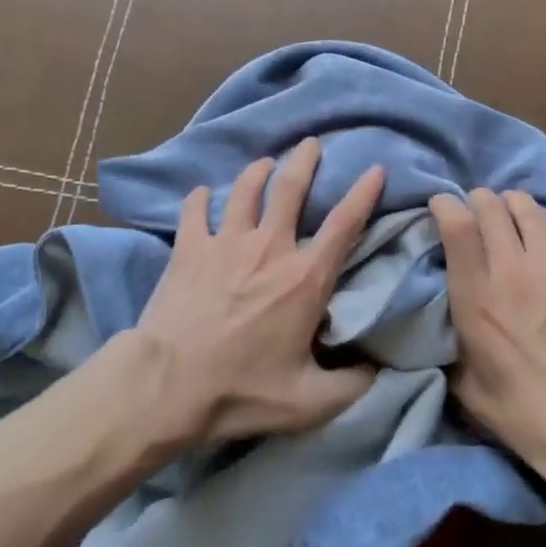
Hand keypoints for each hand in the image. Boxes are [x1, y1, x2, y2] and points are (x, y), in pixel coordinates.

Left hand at [133, 139, 384, 444]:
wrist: (168, 385)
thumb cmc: (241, 390)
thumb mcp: (309, 402)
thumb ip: (352, 385)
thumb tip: (378, 370)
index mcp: (305, 278)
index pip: (344, 224)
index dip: (364, 193)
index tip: (375, 169)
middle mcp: (269, 247)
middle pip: (290, 188)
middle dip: (305, 160)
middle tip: (311, 143)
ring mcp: (225, 242)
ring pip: (245, 189)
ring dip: (258, 171)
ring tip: (265, 163)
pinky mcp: (189, 247)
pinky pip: (194, 209)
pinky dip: (199, 198)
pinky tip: (201, 194)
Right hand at [430, 188, 545, 488]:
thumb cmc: (520, 412)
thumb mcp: (463, 383)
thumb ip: (449, 342)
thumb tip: (441, 322)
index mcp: (476, 296)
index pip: (457, 225)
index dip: (445, 205)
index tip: (441, 206)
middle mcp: (512, 270)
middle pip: (491, 206)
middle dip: (479, 200)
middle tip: (478, 211)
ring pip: (529, 209)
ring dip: (515, 205)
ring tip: (514, 214)